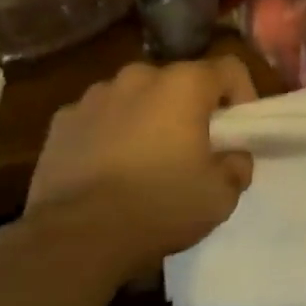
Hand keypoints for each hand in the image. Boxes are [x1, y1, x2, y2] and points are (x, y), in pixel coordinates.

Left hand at [22, 57, 258, 279]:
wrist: (76, 236)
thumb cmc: (159, 206)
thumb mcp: (221, 195)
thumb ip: (237, 165)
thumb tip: (233, 155)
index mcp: (184, 84)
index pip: (230, 68)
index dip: (243, 95)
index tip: (239, 131)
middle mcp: (139, 76)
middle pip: (179, 82)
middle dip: (191, 108)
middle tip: (194, 149)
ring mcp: (94, 96)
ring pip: (136, 97)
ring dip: (148, 118)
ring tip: (146, 161)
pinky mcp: (62, 121)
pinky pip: (99, 118)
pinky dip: (109, 134)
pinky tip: (108, 170)